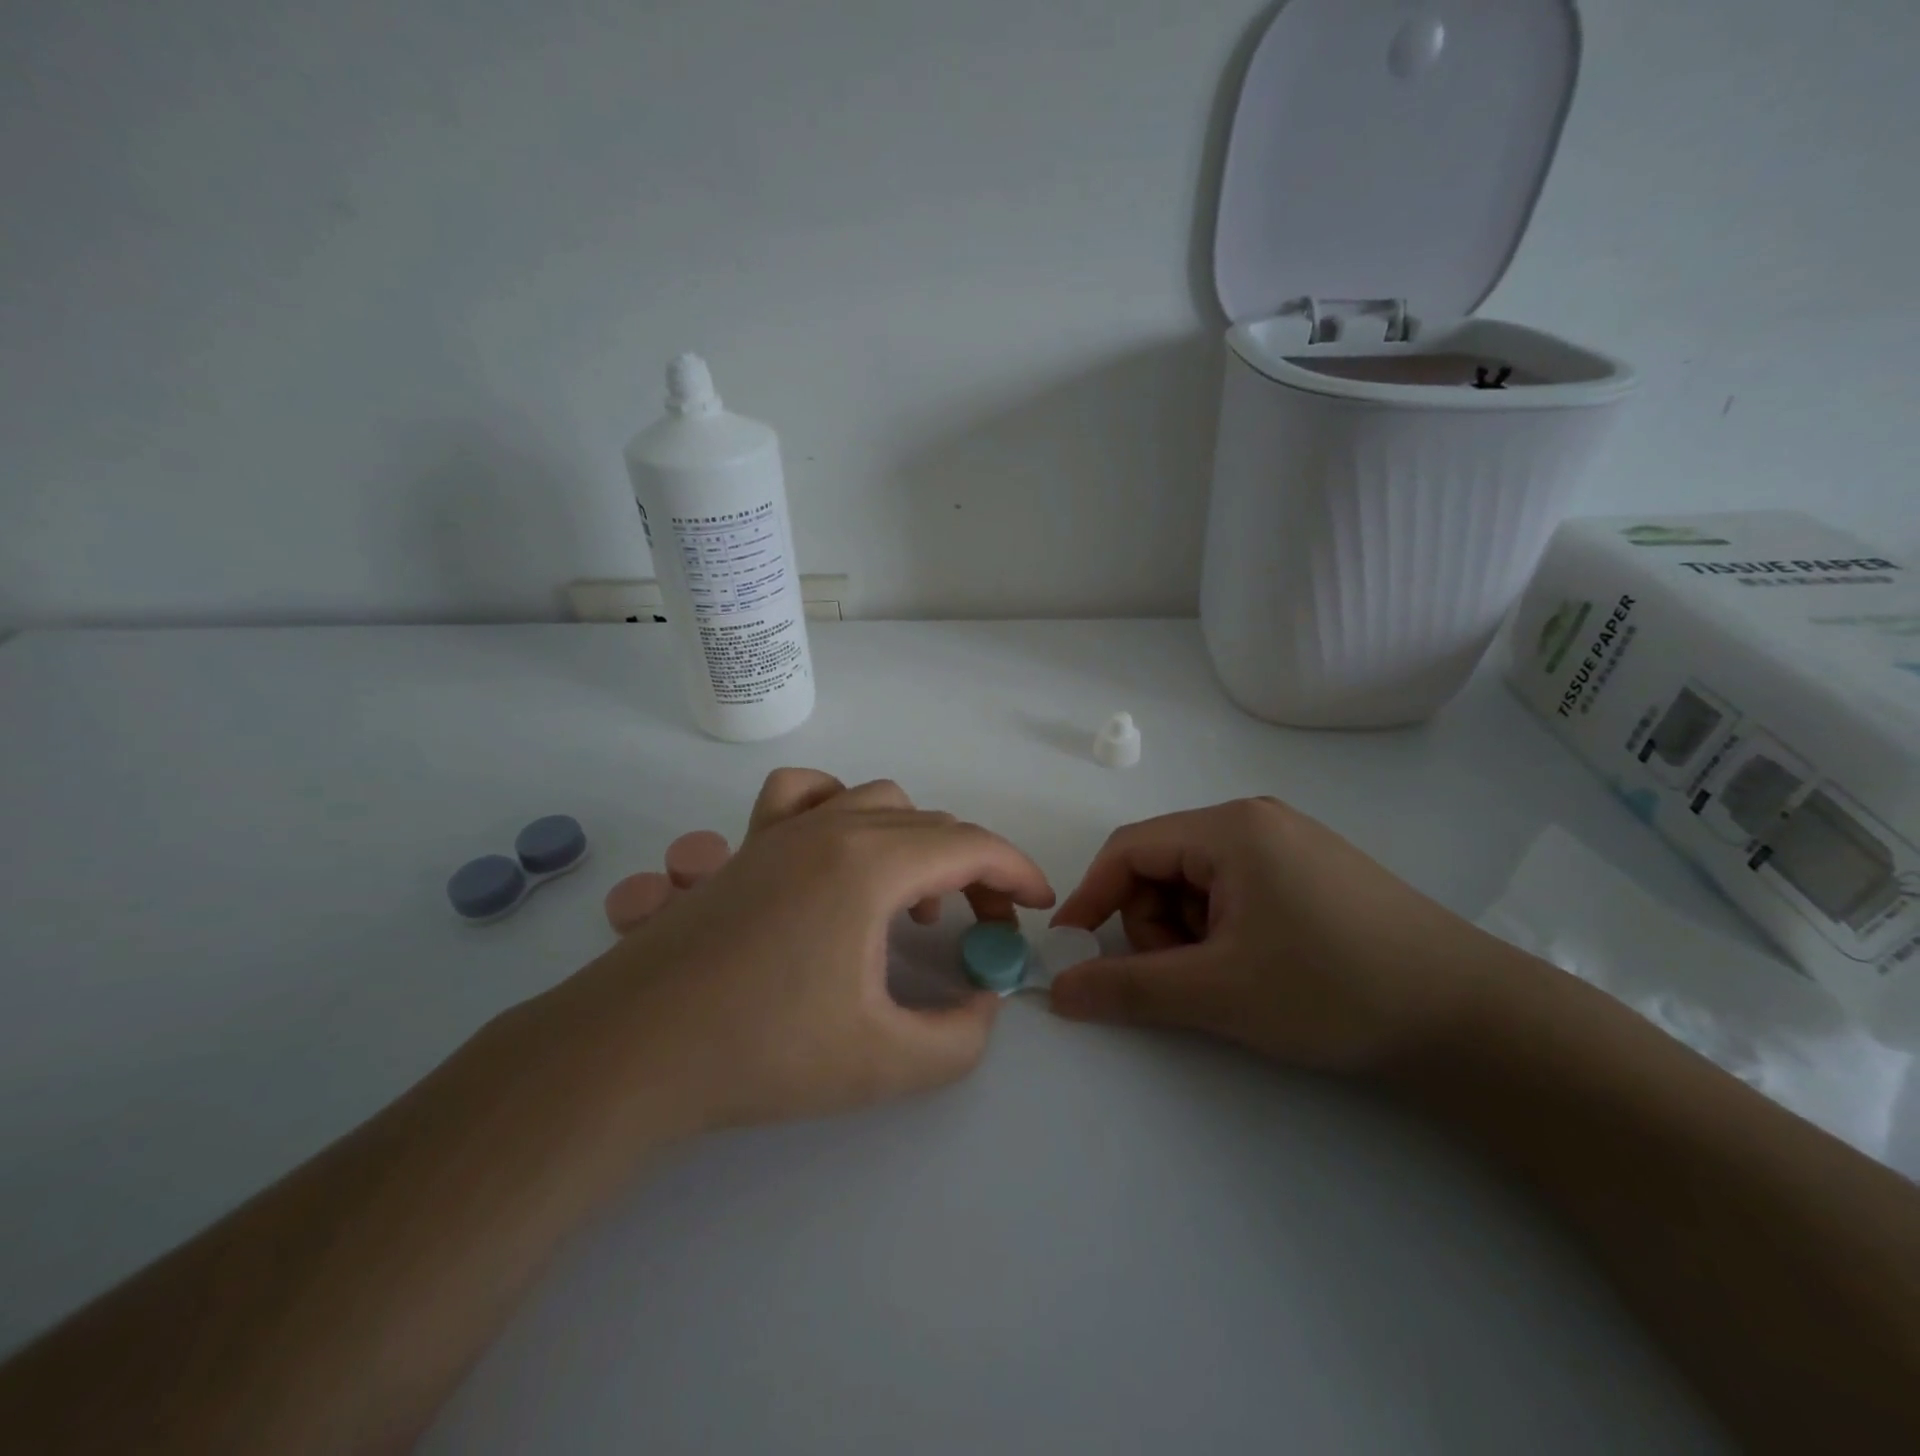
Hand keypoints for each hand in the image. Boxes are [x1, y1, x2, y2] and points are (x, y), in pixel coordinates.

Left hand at [548, 770, 1053, 1133]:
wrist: (633, 1051)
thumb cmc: (763, 1053)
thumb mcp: (886, 1062)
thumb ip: (962, 1036)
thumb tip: (985, 999)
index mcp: (870, 865)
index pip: (971, 845)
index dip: (1017, 872)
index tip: (1038, 908)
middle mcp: (831, 827)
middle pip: (932, 824)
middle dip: (975, 868)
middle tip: (983, 927)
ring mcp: (782, 829)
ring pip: (877, 801)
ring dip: (916, 841)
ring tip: (912, 902)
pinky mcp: (746, 846)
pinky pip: (805, 794)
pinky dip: (840, 808)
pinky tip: (836, 855)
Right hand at [1046, 797, 1521, 1072]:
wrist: (1471, 1019)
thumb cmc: (1333, 989)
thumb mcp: (1218, 993)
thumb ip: (1127, 989)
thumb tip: (1057, 990)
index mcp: (1229, 828)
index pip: (1129, 848)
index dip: (1091, 896)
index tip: (1072, 948)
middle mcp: (1254, 821)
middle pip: (1163, 867)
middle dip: (1156, 926)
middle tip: (1190, 980)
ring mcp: (1287, 844)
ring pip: (1197, 885)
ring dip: (1190, 934)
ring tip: (1232, 980)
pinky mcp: (1309, 873)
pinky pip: (1235, 893)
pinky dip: (1224, 932)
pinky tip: (1260, 968)